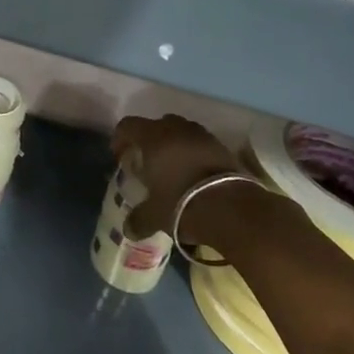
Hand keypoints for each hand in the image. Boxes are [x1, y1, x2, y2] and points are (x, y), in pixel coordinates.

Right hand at [113, 114, 255, 244]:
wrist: (234, 209)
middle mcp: (176, 129)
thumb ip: (139, 219)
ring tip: (173, 168)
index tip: (120, 156)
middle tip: (147, 162)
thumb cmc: (184, 204)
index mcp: (153, 138)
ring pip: (181, 131)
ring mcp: (202, 136)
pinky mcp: (223, 147)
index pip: (128, 126)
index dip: (120, 138)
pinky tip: (195, 175)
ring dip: (174, 145)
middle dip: (149, 140)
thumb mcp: (156, 216)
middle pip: (156, 124)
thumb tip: (128, 229)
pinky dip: (194, 154)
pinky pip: (201, 144)